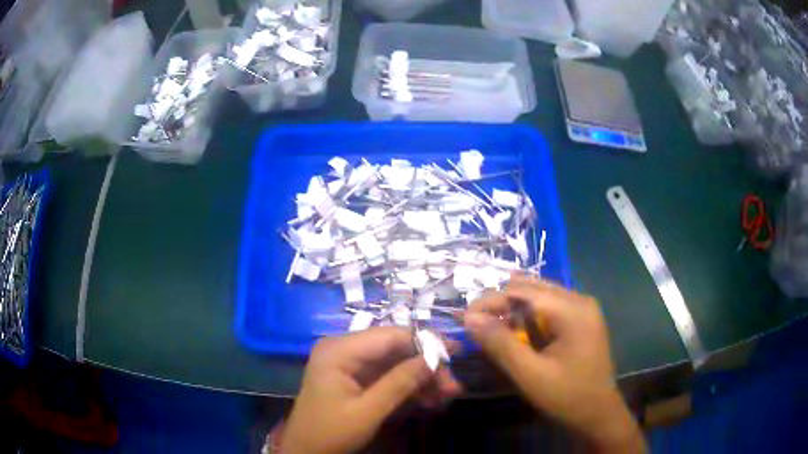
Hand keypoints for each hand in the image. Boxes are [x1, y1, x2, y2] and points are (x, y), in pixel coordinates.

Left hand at [282, 327, 462, 453]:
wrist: (305, 451)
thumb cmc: (330, 432)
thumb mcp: (367, 411)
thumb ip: (399, 383)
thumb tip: (434, 359)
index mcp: (339, 349)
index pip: (391, 335)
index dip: (426, 342)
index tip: (455, 354)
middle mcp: (344, 348)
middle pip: (395, 348)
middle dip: (426, 366)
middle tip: (452, 386)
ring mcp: (349, 363)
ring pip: (394, 363)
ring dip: (420, 378)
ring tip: (447, 396)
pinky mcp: (354, 378)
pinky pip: (386, 375)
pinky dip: (407, 387)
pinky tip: (429, 400)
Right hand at [464, 274, 645, 452]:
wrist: (599, 413)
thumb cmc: (567, 396)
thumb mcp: (530, 374)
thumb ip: (501, 344)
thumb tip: (470, 318)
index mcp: (572, 309)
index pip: (523, 291)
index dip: (490, 300)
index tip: (465, 318)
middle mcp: (579, 299)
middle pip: (531, 288)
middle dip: (500, 303)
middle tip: (476, 325)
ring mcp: (582, 308)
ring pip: (539, 296)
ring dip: (513, 309)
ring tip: (492, 329)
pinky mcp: (581, 319)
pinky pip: (549, 308)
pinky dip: (528, 316)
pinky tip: (517, 333)